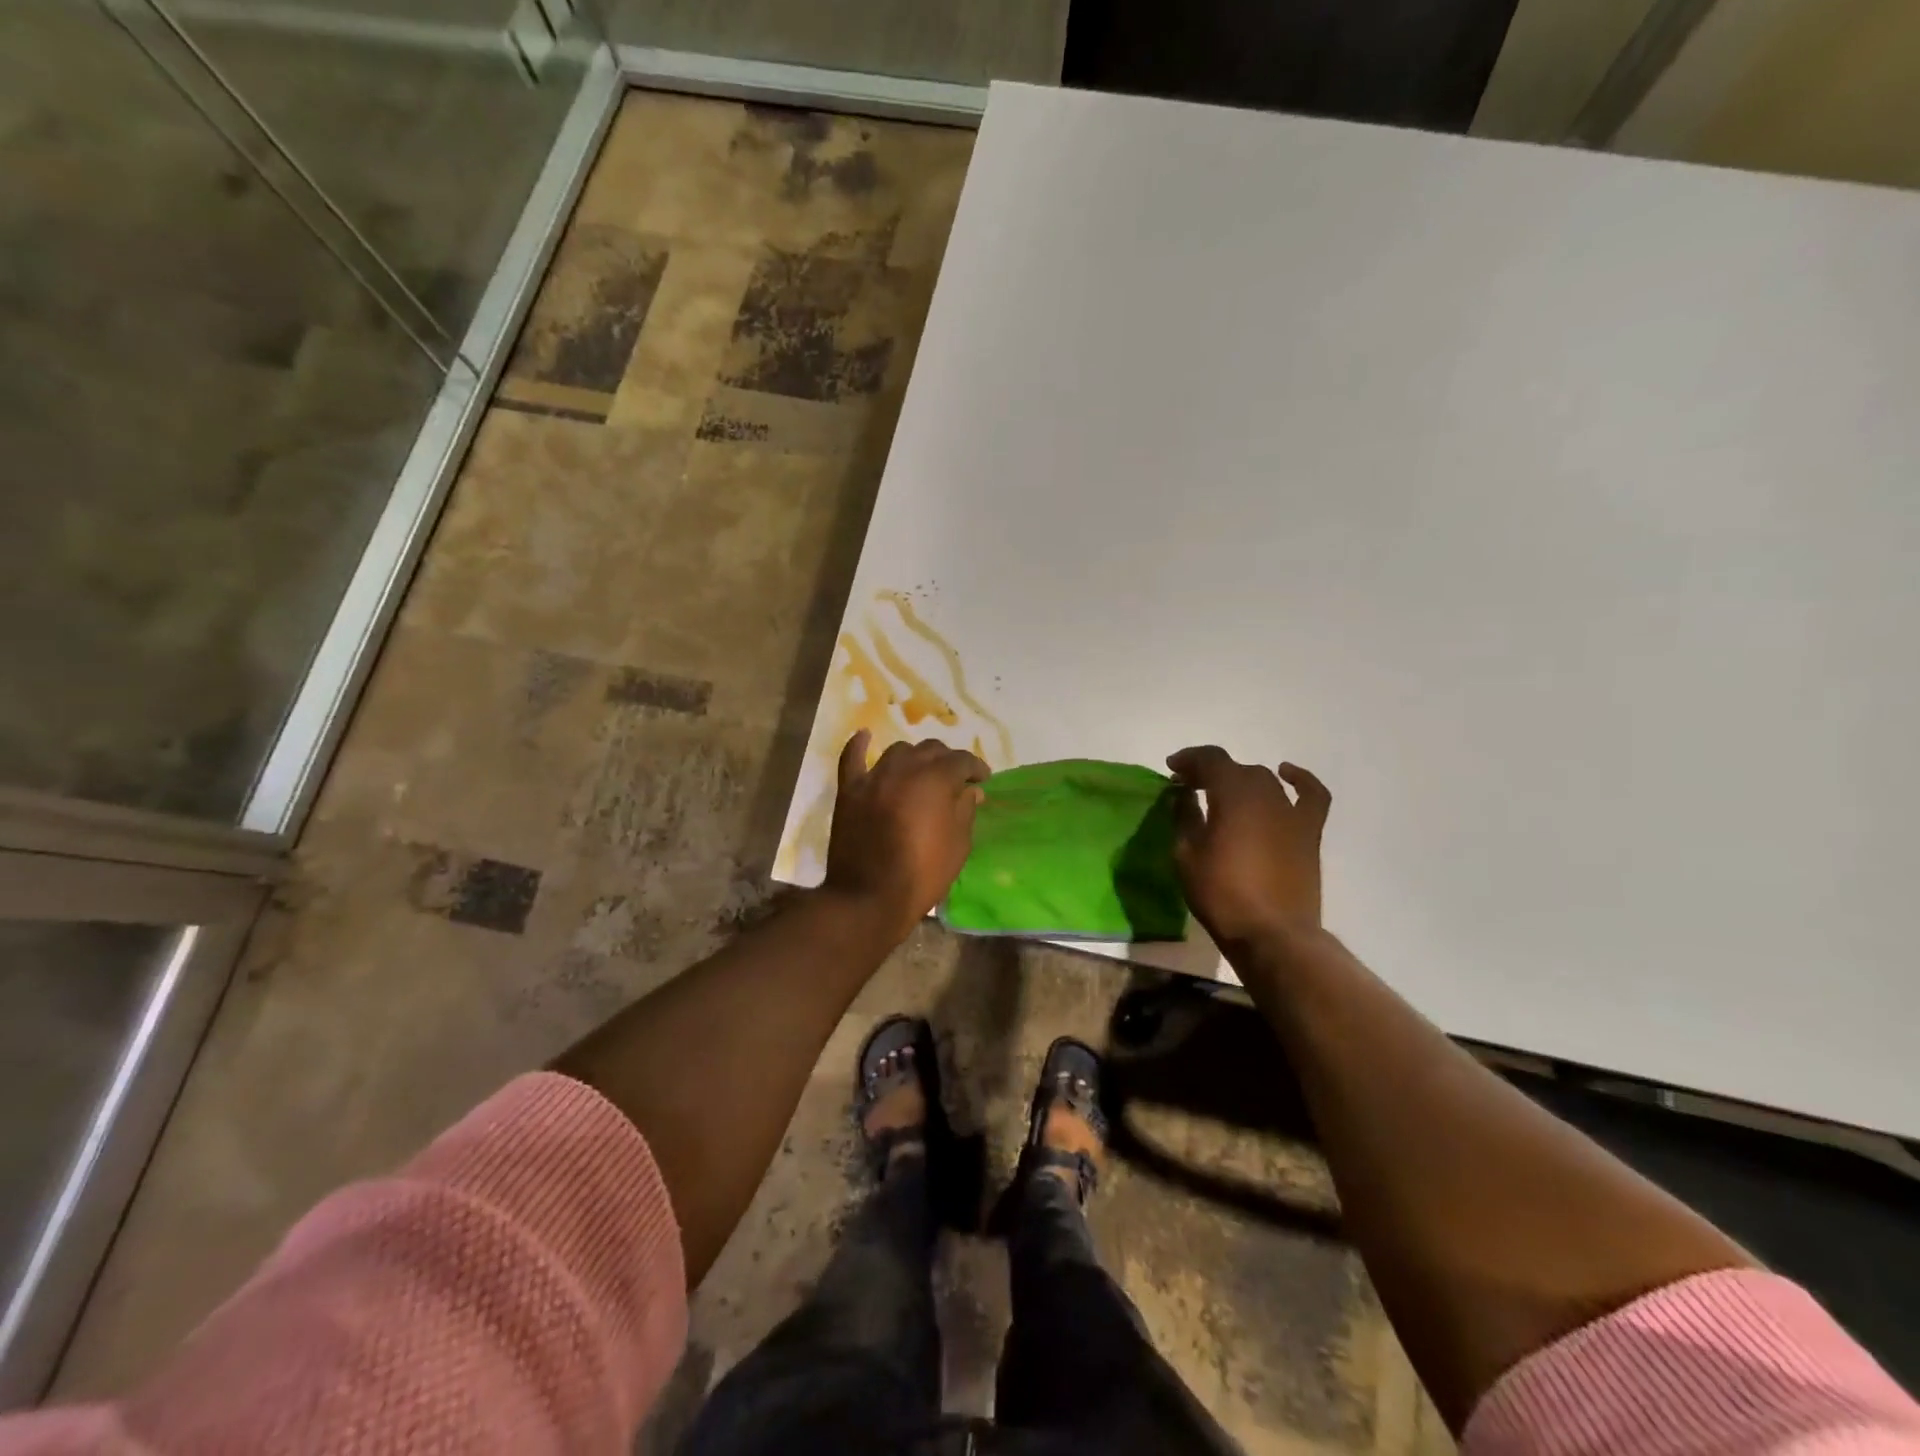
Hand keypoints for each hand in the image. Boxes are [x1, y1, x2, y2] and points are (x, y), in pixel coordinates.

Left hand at [824, 731, 988, 940]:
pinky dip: (859, 745)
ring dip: (914, 757)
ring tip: (920, 771)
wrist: (870, 897)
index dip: (976, 767)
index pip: (961, 760)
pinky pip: (852, 758)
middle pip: (930, 750)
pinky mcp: (849, 791)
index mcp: (936, 779)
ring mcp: (874, 777)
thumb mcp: (958, 846)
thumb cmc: (922, 874)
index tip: (983, 779)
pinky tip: (865, 736)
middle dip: (947, 760)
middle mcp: (905, 769)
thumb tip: (970, 790)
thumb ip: (965, 811)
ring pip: (898, 752)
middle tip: (955, 778)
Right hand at [1166, 746, 1330, 946]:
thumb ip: (1184, 817)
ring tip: (1225, 793)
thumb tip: (1183, 794)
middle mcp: (1265, 793)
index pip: (1210, 759)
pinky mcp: (1309, 832)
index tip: (1172, 770)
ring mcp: (1291, 812)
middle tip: (1190, 788)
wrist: (1272, 934)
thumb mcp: (1186, 855)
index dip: (1189, 759)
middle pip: (1236, 768)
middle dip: (1210, 772)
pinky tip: (1287, 775)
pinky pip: (1311, 795)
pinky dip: (1299, 780)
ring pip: (1265, 779)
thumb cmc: (1221, 894)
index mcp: (1232, 794)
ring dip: (1241, 780)